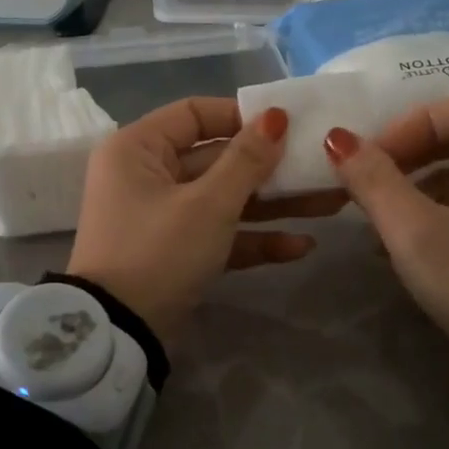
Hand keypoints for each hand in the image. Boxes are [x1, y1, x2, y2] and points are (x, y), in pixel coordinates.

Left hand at [66, 98, 338, 343]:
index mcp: (138, 148)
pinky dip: (252, 239)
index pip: (195, 114)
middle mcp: (146, 175)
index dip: (241, 116)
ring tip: (328, 204)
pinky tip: (300, 246)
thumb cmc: (158, 252)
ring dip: (272, 204)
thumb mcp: (208, 204)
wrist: (119, 335)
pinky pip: (217, 234)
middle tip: (321, 167)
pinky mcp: (175, 252)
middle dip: (270, 168)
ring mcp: (161, 216)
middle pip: (216, 158)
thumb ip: (247, 160)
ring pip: (223, 199)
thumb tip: (276, 116)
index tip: (287, 125)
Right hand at [323, 91, 448, 363]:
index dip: (412, 123)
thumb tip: (337, 139)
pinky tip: (413, 247)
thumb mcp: (416, 233)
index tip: (377, 159)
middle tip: (375, 181)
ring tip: (384, 220)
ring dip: (424, 186)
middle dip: (413, 153)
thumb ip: (374, 181)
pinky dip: (447, 212)